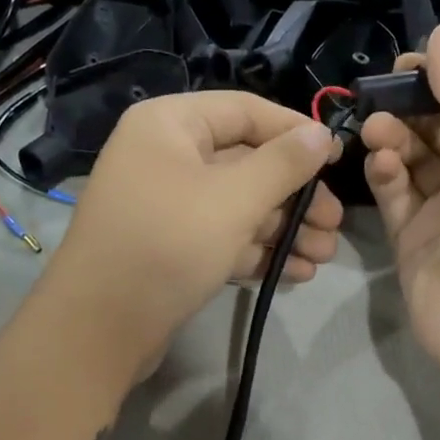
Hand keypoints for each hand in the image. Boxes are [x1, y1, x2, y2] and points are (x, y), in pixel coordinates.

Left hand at [40, 90, 342, 372]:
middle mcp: (165, 157)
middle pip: (246, 163)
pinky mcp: (169, 248)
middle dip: (295, 196)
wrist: (100, 328)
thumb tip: (322, 134)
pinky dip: (256, 252)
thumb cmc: (169, 244)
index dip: (296, 132)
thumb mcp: (234, 199)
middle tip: (334, 224)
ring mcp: (165, 205)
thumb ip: (284, 164)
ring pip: (237, 206)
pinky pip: (221, 238)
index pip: (246, 111)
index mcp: (170, 124)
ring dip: (283, 229)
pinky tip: (295, 274)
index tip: (339, 159)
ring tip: (323, 257)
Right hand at [361, 24, 439, 382]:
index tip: (403, 63)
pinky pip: (395, 198)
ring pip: (412, 161)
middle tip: (377, 95)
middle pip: (439, 128)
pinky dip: (384, 175)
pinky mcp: (414, 244)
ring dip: (392, 139)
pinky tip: (379, 162)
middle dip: (409, 107)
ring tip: (375, 130)